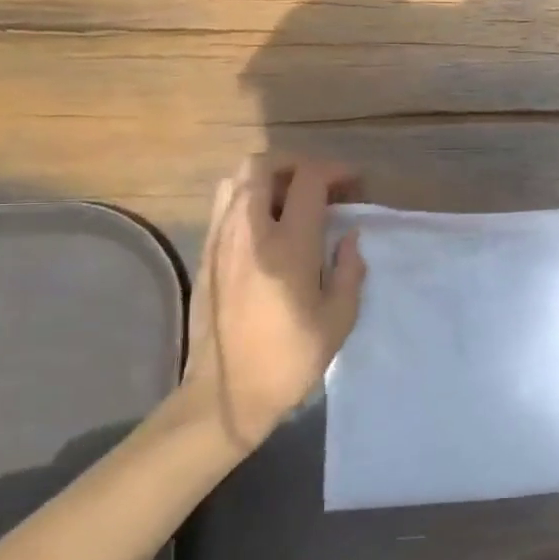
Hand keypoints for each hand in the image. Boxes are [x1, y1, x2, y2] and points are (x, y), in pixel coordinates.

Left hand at [178, 156, 365, 458]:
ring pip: (235, 179)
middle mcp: (248, 233)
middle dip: (296, 163)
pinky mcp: (205, 256)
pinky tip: (268, 227)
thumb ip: (348, 270)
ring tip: (291, 200)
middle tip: (319, 184)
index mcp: (287, 247)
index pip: (308, 180)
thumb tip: (348, 237)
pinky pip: (223, 206)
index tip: (353, 183)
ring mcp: (220, 242)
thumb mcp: (338, 319)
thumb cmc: (290, 360)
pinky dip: (248, 199)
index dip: (335, 171)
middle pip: (261, 165)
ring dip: (267, 178)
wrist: (226, 396)